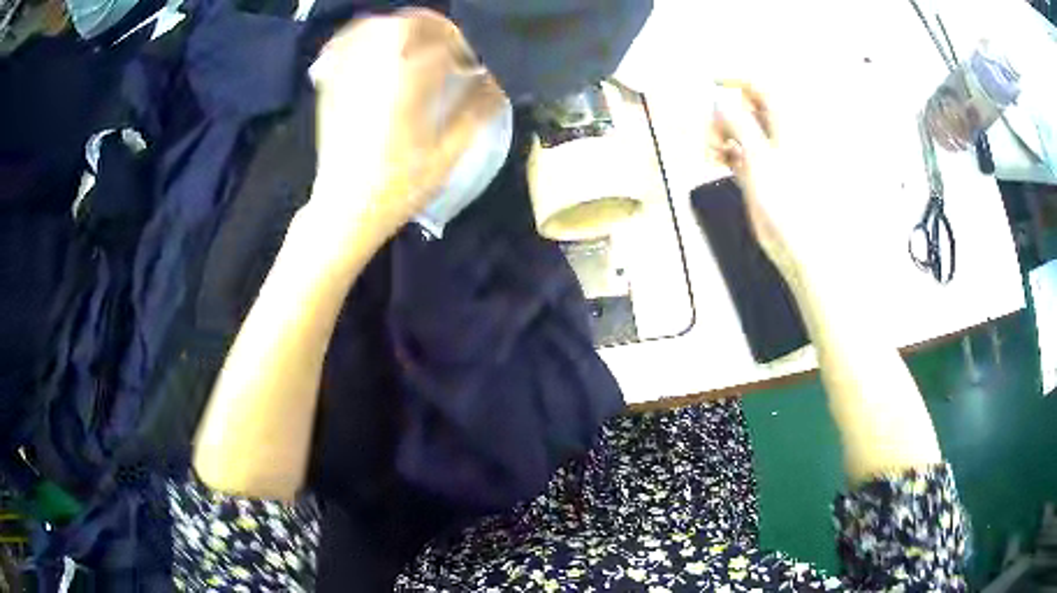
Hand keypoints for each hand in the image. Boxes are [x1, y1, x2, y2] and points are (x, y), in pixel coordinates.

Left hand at [308, 9, 505, 244]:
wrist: (345, 209)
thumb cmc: (398, 186)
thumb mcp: (447, 155)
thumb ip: (475, 113)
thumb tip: (496, 86)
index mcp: (409, 85)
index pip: (441, 43)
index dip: (462, 47)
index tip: (470, 64)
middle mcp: (376, 70)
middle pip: (404, 24)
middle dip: (432, 27)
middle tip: (446, 44)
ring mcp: (349, 76)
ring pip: (373, 28)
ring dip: (400, 27)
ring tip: (416, 41)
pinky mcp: (332, 86)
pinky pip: (345, 45)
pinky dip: (364, 36)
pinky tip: (376, 46)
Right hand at [707, 83, 825, 283]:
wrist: (803, 249)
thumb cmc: (790, 207)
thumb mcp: (758, 158)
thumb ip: (737, 123)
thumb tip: (719, 101)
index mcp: (788, 122)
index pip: (759, 84)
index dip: (733, 78)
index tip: (709, 82)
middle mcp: (782, 132)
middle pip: (746, 105)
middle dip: (723, 113)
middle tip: (710, 130)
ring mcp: (774, 153)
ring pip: (741, 128)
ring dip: (721, 133)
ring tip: (710, 150)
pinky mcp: (765, 171)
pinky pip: (741, 149)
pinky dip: (726, 150)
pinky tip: (716, 158)